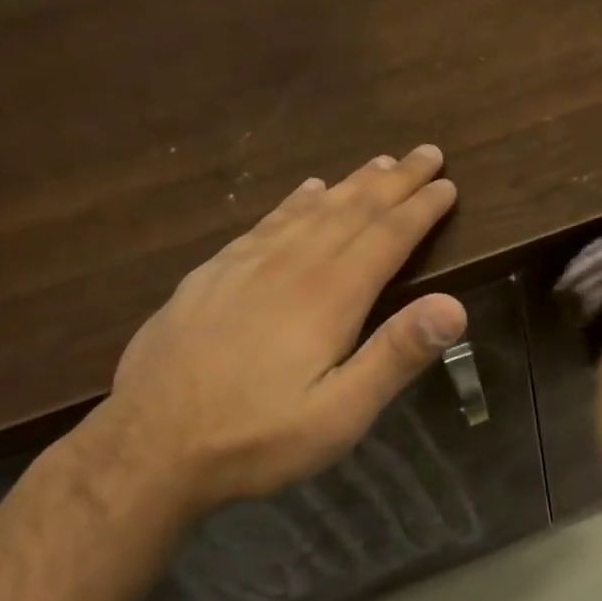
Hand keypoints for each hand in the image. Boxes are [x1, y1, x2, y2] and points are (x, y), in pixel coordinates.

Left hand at [95, 144, 466, 511]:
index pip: (387, 237)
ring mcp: (244, 265)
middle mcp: (290, 266)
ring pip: (310, 210)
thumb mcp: (340, 414)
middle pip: (352, 211)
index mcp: (329, 296)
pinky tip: (304, 191)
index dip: (421, 209)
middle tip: (426, 153)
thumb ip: (395, 356)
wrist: (148, 448)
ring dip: (350, 184)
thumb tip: (453, 306)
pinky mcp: (210, 275)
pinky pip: (264, 222)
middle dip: (394, 180)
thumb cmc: (256, 438)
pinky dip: (294, 201)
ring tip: (378, 162)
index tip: (448, 184)